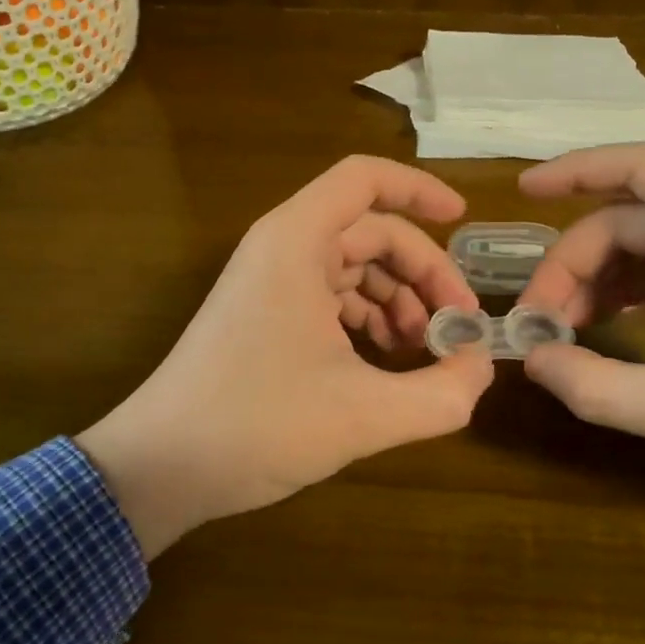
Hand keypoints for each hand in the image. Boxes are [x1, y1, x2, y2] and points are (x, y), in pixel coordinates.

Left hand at [78, 156, 493, 555]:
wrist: (162, 465)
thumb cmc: (257, 425)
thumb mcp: (365, 414)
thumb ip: (441, 393)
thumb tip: (482, 369)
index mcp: (296, 242)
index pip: (364, 179)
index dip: (419, 190)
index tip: (464, 222)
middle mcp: (281, 248)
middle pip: (370, 231)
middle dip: (423, 273)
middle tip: (458, 329)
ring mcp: (269, 281)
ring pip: (352, 267)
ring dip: (397, 300)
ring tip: (423, 352)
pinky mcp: (264, 314)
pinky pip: (330, 296)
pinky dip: (367, 319)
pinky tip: (386, 362)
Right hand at [515, 144, 644, 597]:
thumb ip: (599, 388)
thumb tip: (530, 360)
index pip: (639, 168)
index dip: (573, 171)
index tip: (520, 193)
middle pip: (631, 221)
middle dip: (575, 265)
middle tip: (537, 322)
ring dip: (598, 283)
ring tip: (562, 331)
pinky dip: (629, 296)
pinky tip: (606, 327)